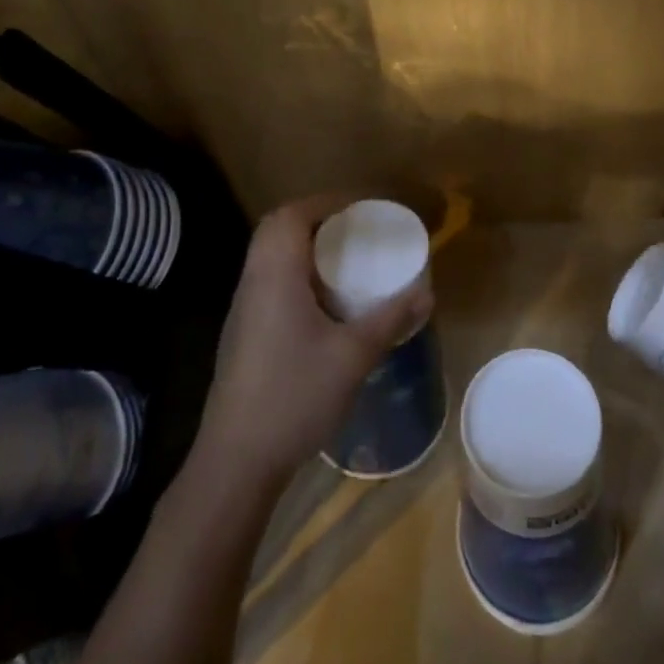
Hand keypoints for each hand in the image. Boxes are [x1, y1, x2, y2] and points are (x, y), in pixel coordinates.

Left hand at [196, 195, 430, 487]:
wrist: (236, 461)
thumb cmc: (294, 396)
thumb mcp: (353, 356)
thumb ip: (390, 319)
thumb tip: (428, 293)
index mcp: (275, 275)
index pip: (291, 216)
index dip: (325, 203)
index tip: (360, 208)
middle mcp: (253, 283)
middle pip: (276, 230)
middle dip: (315, 221)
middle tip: (354, 231)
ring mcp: (243, 310)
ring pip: (269, 258)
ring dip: (303, 248)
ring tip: (344, 261)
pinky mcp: (243, 335)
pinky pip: (269, 283)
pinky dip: (295, 275)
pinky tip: (323, 304)